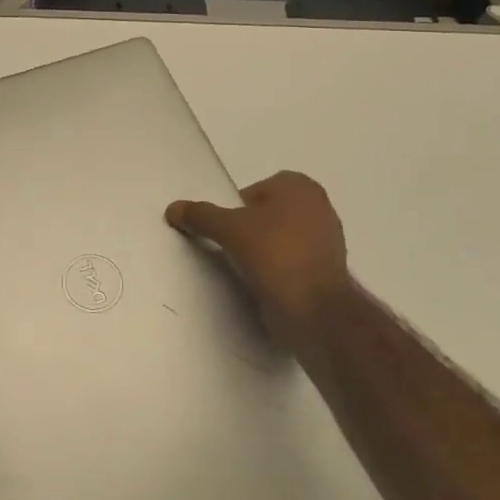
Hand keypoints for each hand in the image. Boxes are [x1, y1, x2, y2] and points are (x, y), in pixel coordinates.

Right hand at [167, 171, 356, 345]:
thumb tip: (173, 208)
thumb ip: (200, 215)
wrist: (315, 311)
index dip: (235, 208)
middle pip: (266, 214)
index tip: (224, 229)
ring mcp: (327, 241)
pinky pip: (290, 263)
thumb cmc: (275, 254)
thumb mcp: (228, 229)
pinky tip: (261, 283)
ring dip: (261, 251)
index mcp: (301, 187)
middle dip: (248, 229)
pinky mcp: (326, 272)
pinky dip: (275, 270)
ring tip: (242, 268)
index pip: (254, 190)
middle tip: (228, 247)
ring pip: (279, 239)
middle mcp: (319, 207)